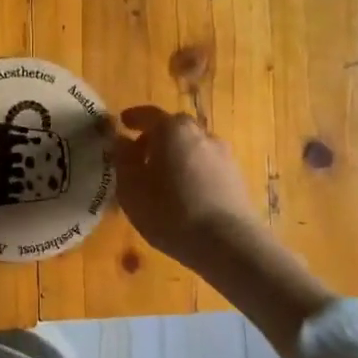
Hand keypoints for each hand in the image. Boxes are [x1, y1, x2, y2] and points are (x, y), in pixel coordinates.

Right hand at [111, 106, 260, 266]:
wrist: (228, 243)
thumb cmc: (170, 212)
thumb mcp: (131, 188)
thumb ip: (123, 160)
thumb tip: (121, 141)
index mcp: (173, 130)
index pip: (149, 114)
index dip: (134, 118)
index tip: (123, 122)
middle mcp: (201, 134)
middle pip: (175, 128)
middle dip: (156, 138)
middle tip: (140, 155)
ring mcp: (223, 155)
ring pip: (193, 147)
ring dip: (177, 156)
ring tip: (163, 179)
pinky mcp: (237, 177)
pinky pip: (207, 166)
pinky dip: (193, 172)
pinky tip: (185, 194)